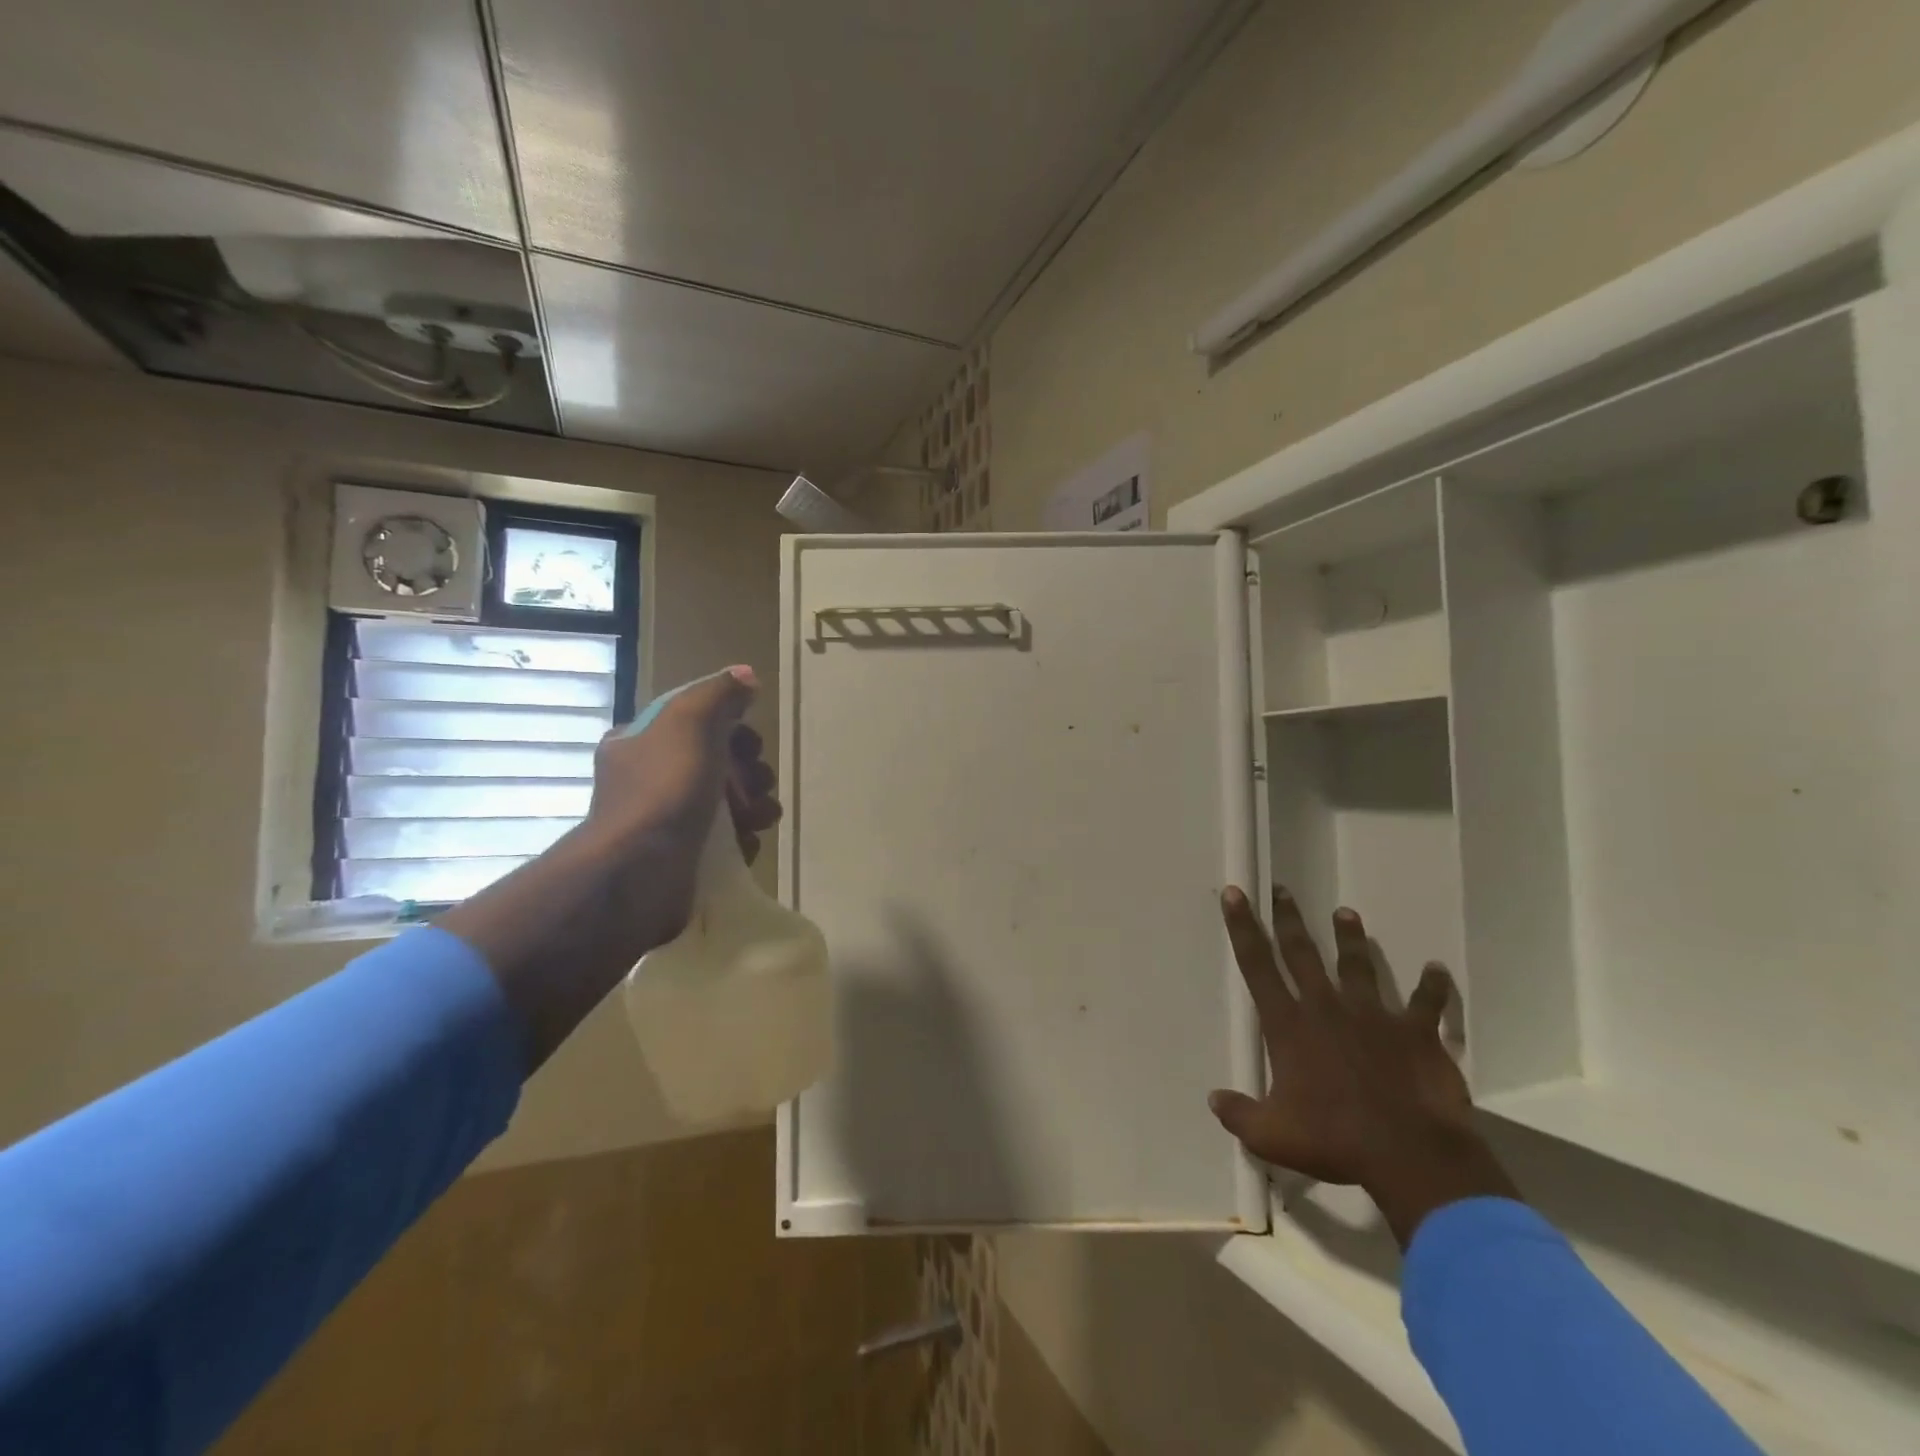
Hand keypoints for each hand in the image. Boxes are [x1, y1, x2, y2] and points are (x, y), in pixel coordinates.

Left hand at [586, 666, 781, 938]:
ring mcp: (664, 822)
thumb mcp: (691, 722)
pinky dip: (742, 841)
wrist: (639, 872)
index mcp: (641, 742)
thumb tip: (745, 675)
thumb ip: (719, 693)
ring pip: (726, 804)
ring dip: (754, 806)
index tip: (750, 745)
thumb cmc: (664, 788)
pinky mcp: (682, 858)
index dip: (732, 729)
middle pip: (717, 763)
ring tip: (760, 818)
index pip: (696, 723)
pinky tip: (747, 843)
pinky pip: (725, 842)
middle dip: (749, 772)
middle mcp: (649, 779)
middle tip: (758, 783)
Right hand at [1208, 886, 1518, 1246]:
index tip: (1235, 893)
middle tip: (1282, 890)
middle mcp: (1326, 1008)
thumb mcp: (1272, 1136)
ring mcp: (1374, 1016)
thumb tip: (1215, 1099)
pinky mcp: (1416, 1033)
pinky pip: (1427, 1003)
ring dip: (1351, 939)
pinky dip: (1432, 987)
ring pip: (1358, 965)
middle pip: (1302, 953)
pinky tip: (1436, 969)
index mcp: (1289, 1025)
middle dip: (1289, 919)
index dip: (1242, 927)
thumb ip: (1239, 1114)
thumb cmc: (1334, 1140)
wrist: (1409, 1154)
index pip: (1256, 965)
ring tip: (1345, 913)